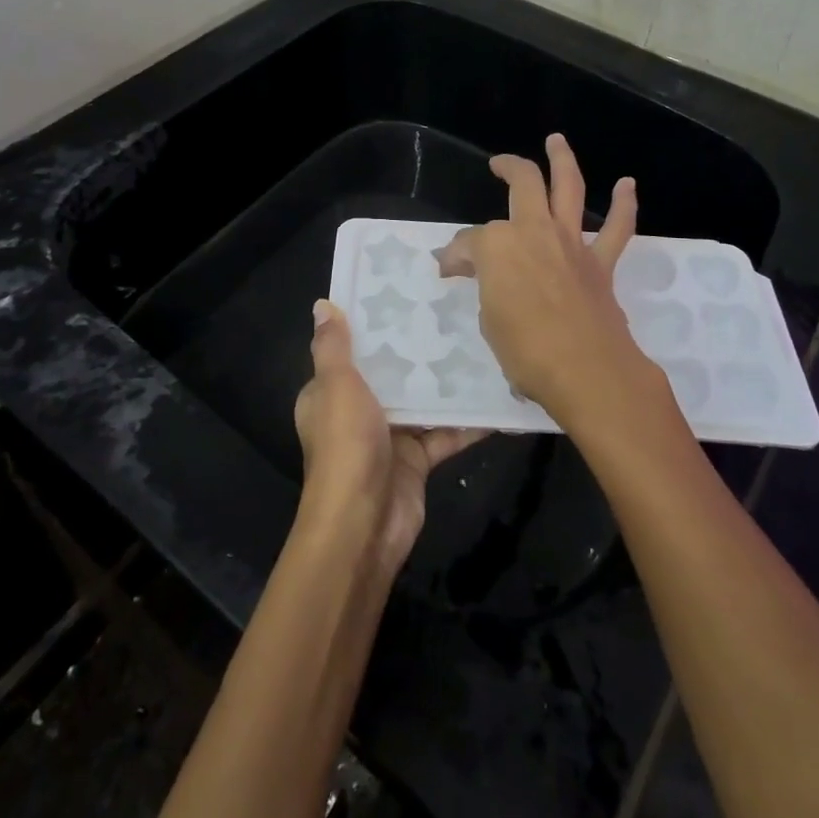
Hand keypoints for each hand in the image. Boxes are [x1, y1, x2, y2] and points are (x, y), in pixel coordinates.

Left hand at [293, 301, 485, 572]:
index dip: (373, 325)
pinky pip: (445, 433)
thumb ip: (333, 347)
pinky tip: (496, 399)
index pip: (351, 350)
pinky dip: (467, 421)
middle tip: (454, 312)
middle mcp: (358, 411)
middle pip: (391, 373)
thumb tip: (323, 304)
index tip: (404, 292)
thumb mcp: (336, 386)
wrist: (364, 525)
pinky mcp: (417, 460)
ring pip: (422, 401)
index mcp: (331, 393)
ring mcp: (390, 436)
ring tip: (481, 345)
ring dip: (446, 382)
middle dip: (417, 349)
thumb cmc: (346, 446)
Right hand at [434, 134, 653, 426]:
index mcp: (497, 246)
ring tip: (557, 140)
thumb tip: (477, 275)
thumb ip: (485, 289)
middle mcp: (534, 230)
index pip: (469, 243)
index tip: (449, 270)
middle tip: (498, 164)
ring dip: (563, 160)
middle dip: (508, 167)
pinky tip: (627, 185)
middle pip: (522, 184)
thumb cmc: (526, 351)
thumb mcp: (489, 320)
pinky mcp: (600, 262)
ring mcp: (571, 242)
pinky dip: (623, 205)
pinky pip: (617, 228)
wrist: (587, 371)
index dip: (456, 256)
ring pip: (568, 187)